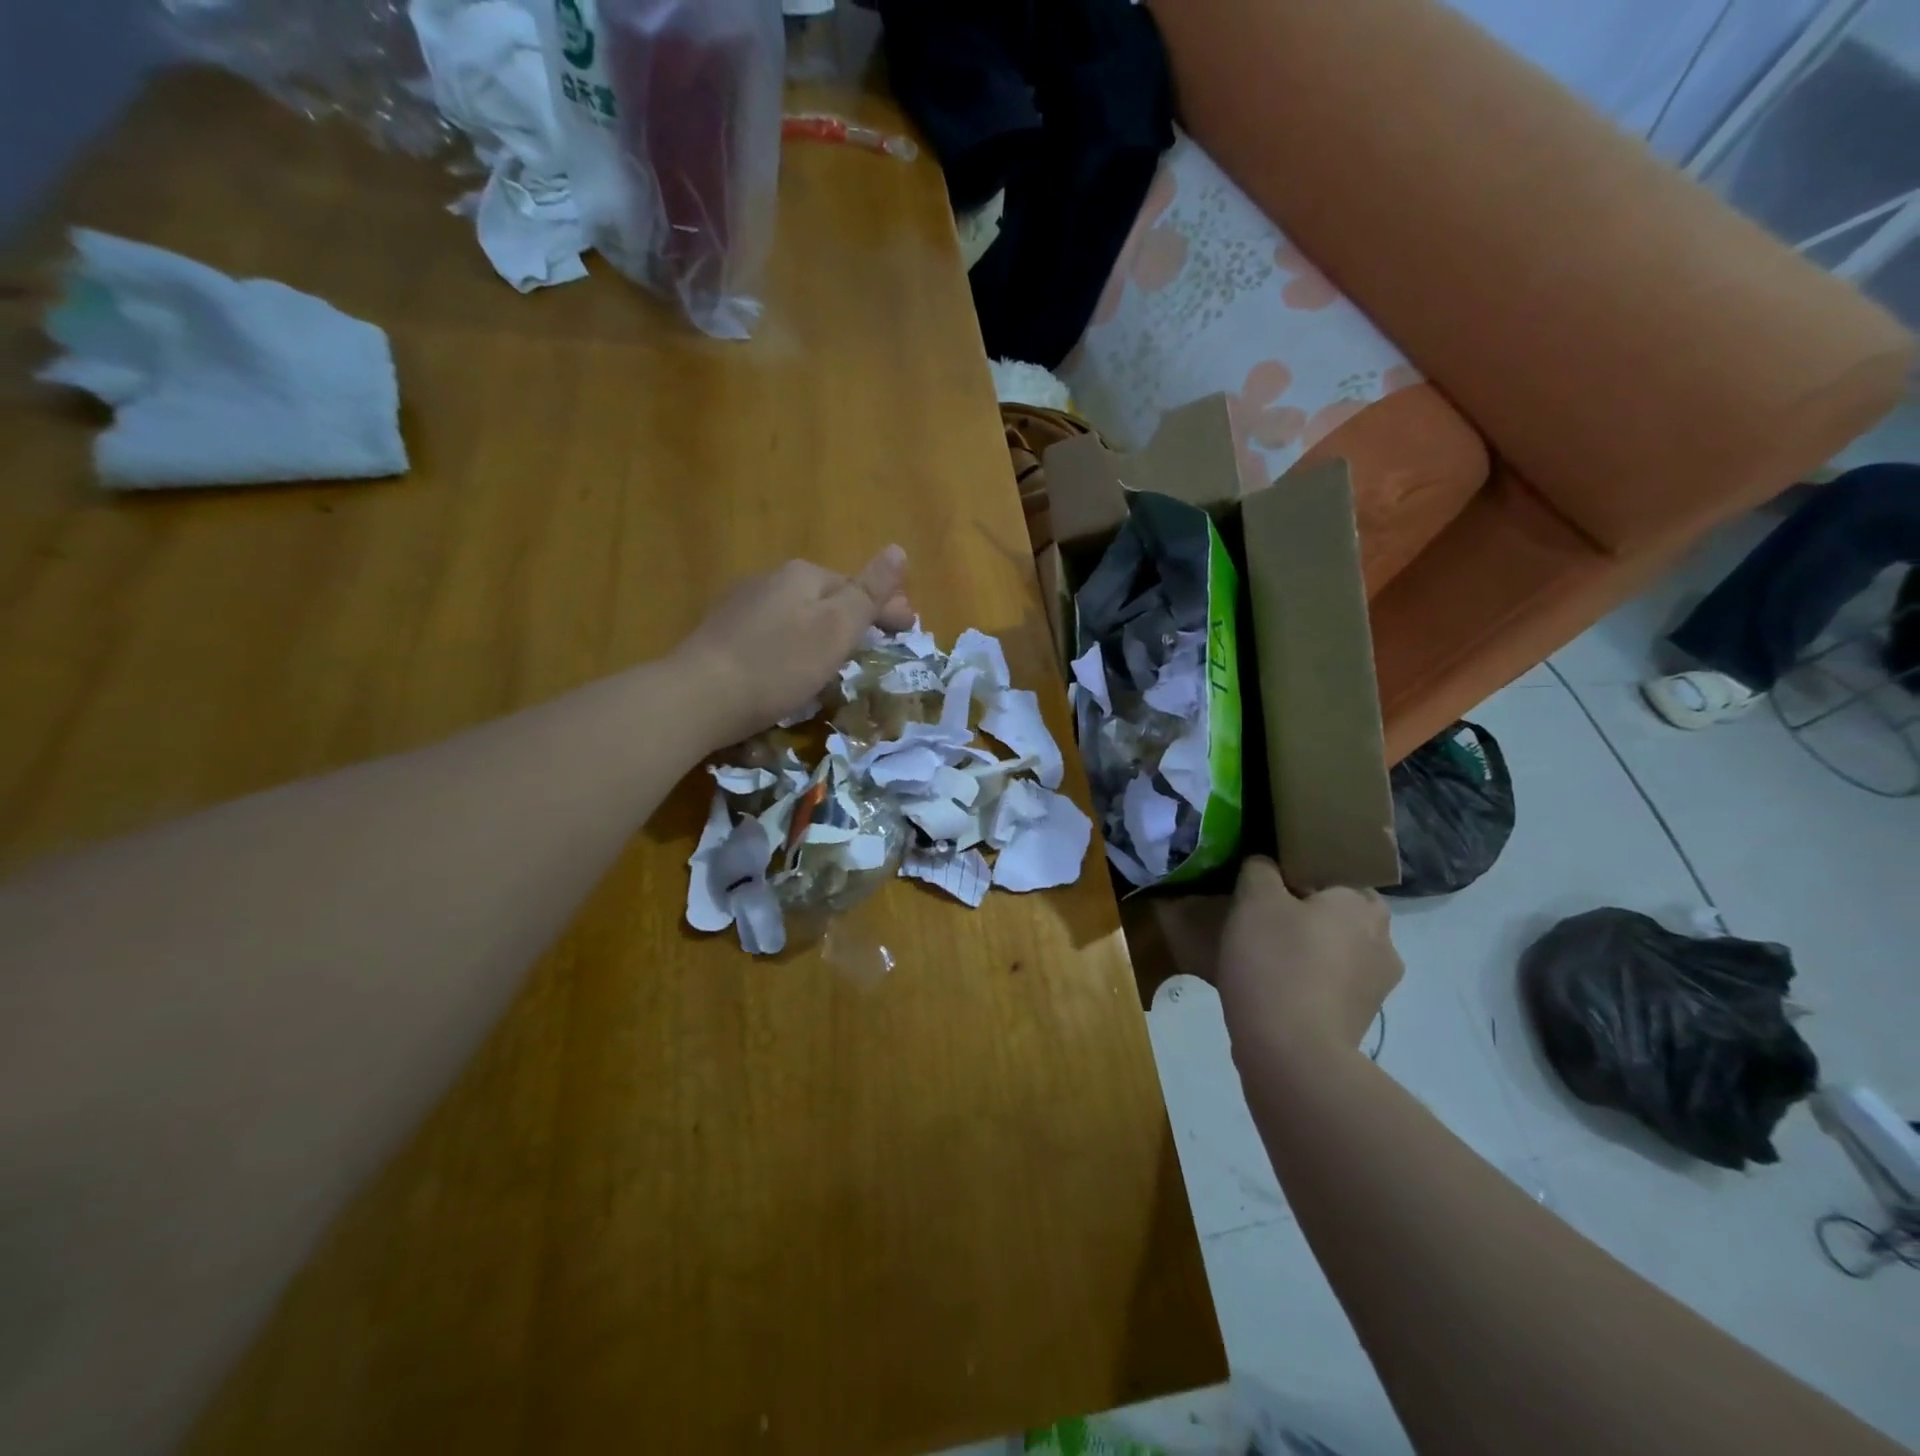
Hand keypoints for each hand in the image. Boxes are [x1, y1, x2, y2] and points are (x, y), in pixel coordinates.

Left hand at [676, 547, 913, 748]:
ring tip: (841, 657)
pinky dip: (796, 643)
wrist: (698, 697)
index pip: (857, 586)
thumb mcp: (835, 628)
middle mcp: (771, 579)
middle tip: (879, 646)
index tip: (910, 631)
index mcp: (803, 575)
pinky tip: (794, 664)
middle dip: (857, 617)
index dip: (887, 608)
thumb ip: (869, 591)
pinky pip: (775, 632)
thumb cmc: (778, 665)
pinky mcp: (723, 634)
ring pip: (800, 614)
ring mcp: (743, 605)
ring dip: (825, 630)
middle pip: (828, 597)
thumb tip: (898, 549)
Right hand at [1215, 857, 1401, 1064]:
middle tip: (1264, 921)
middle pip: (1339, 914)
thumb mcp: (1254, 899)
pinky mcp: (1361, 1020)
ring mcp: (1378, 986)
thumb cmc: (1275, 961)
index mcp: (1362, 904)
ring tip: (1265, 958)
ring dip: (1310, 951)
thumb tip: (1266, 865)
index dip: (1298, 876)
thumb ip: (1260, 870)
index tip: (1265, 890)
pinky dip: (1310, 982)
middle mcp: (1384, 941)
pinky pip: (1333, 985)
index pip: (1333, 873)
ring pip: (1338, 951)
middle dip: (1307, 915)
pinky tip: (1276, 988)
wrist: (1291, 1052)